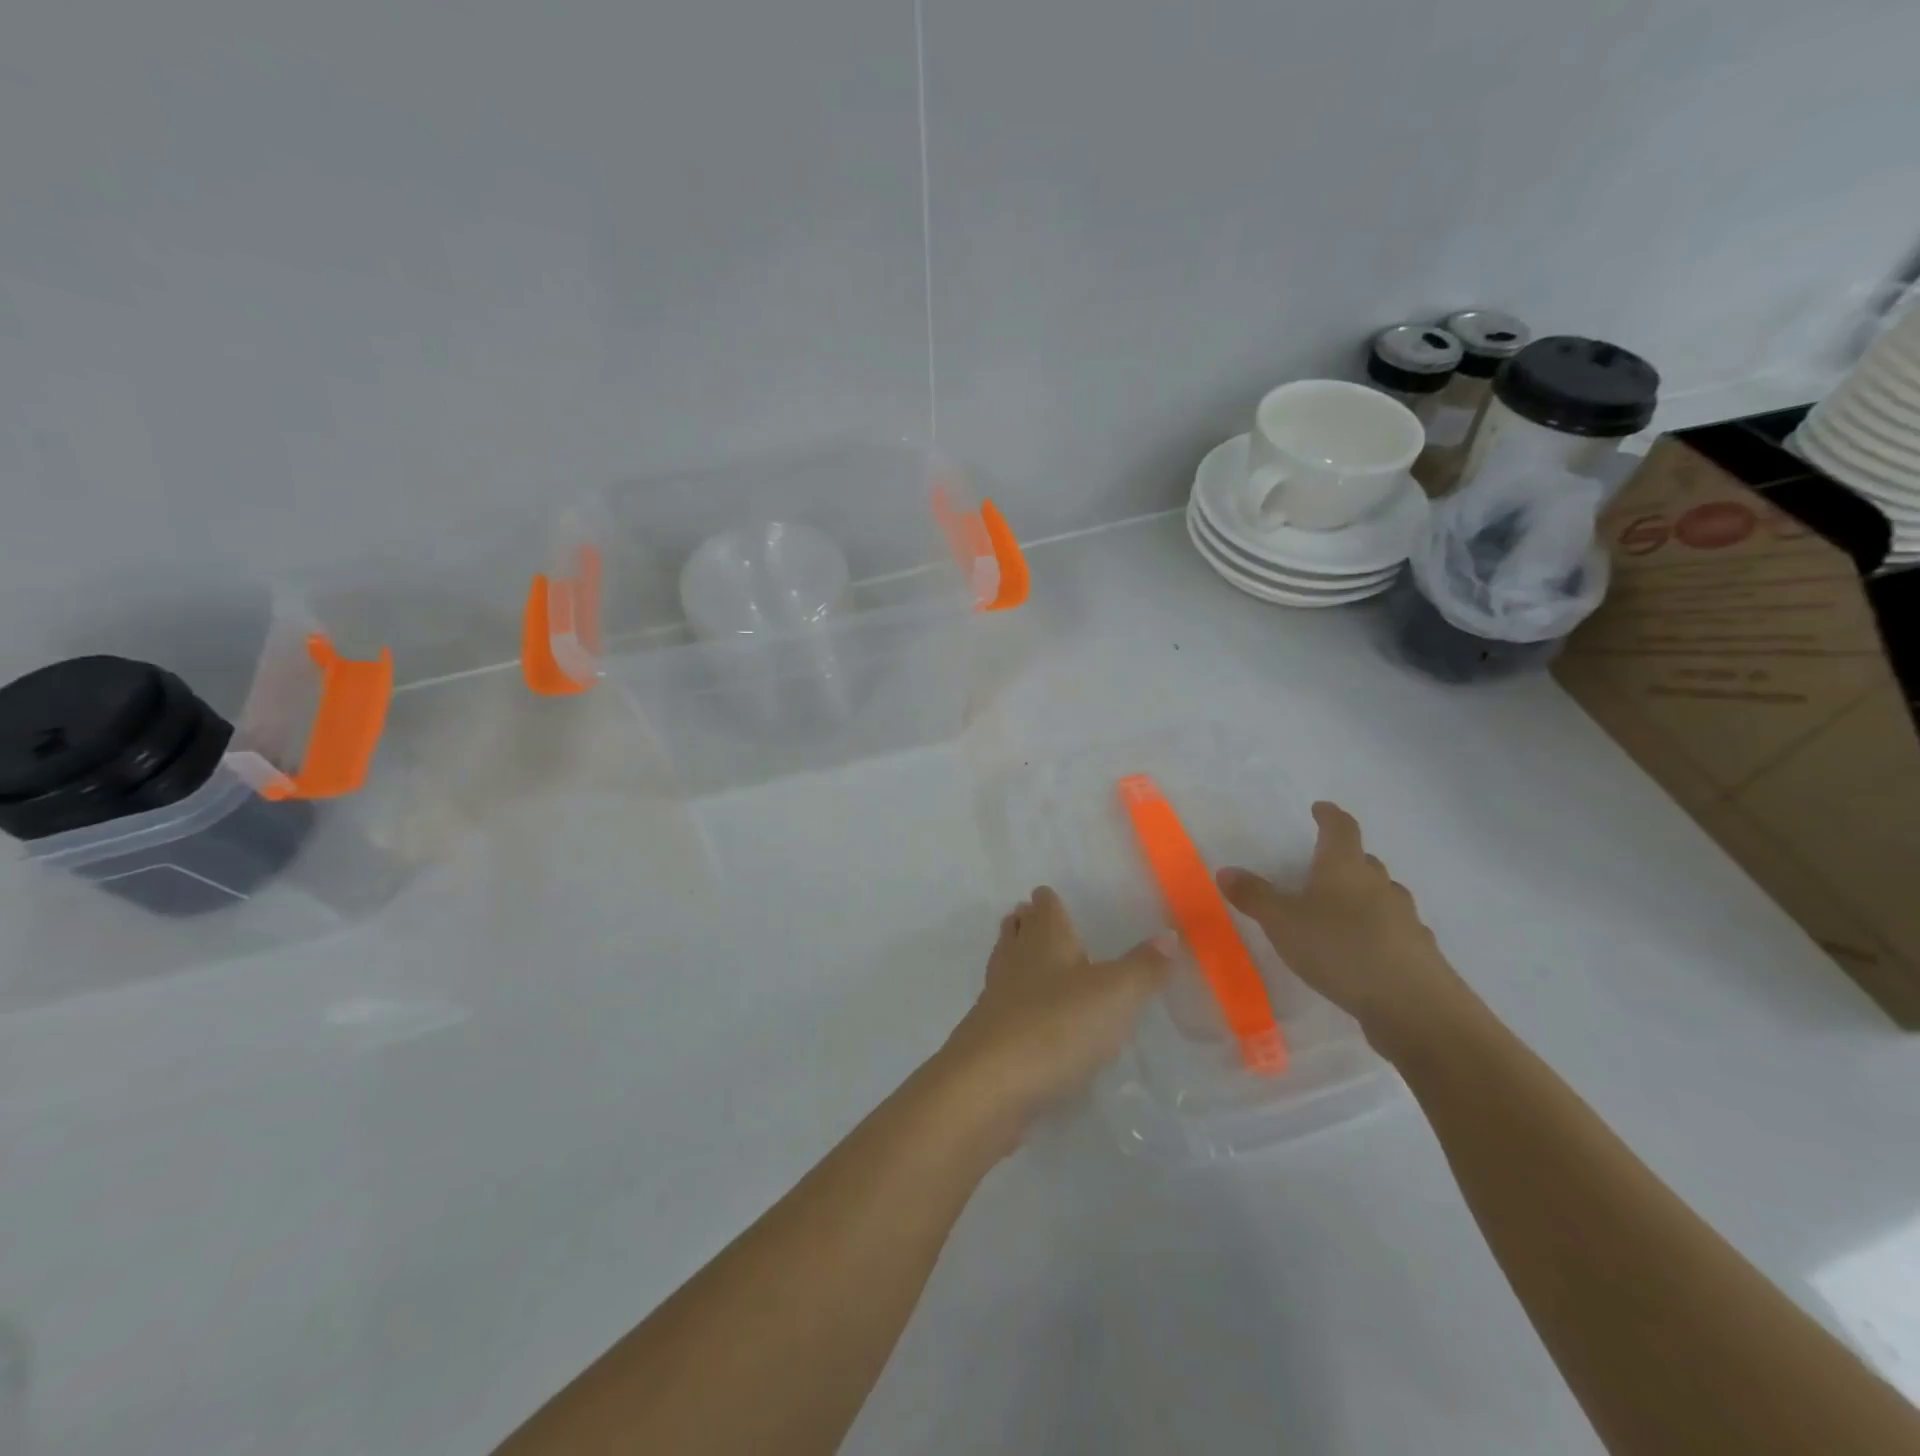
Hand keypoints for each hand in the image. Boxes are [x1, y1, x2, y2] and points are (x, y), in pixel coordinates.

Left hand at [940, 887, 1171, 1138]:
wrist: (991, 1083)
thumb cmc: (1058, 1025)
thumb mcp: (1116, 995)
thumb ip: (1144, 967)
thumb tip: (1169, 934)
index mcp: (1046, 940)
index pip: (1045, 907)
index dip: (1048, 900)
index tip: (1049, 895)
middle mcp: (1016, 960)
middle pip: (1017, 931)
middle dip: (1026, 924)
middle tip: (1033, 919)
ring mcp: (997, 997)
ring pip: (1006, 965)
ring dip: (1017, 958)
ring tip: (1031, 960)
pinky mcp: (989, 1035)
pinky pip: (1004, 1006)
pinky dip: (1015, 1002)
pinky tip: (1029, 1017)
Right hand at [1217, 801, 1468, 1053]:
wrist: (1414, 1006)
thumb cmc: (1340, 949)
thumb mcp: (1282, 923)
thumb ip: (1254, 897)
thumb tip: (1225, 871)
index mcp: (1345, 868)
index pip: (1341, 829)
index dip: (1329, 816)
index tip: (1321, 808)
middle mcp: (1379, 886)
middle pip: (1365, 862)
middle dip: (1346, 859)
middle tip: (1324, 866)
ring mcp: (1405, 920)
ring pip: (1384, 896)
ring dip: (1366, 897)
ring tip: (1343, 911)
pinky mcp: (1419, 954)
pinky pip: (1396, 931)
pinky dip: (1380, 932)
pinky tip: (1367, 951)